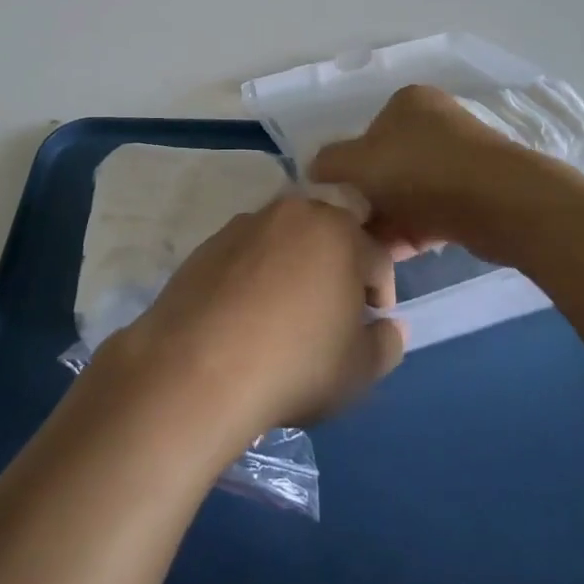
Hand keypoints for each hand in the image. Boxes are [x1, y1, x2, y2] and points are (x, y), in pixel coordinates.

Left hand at [100, 197, 405, 441]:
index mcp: (338, 231)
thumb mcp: (359, 371)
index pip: (376, 255)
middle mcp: (293, 213)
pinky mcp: (209, 243)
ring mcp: (245, 224)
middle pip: (329, 230)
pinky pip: (247, 252)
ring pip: (286, 236)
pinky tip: (247, 312)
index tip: (370, 324)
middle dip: (340, 261)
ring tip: (286, 309)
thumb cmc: (295, 365)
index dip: (380, 292)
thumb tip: (385, 326)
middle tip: (333, 305)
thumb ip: (386, 344)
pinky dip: (256, 272)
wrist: (198, 368)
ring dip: (296, 262)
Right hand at [308, 85, 517, 254]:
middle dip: (371, 199)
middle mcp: (436, 123)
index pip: (367, 133)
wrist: (497, 202)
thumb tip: (315, 169)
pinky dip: (415, 230)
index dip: (351, 168)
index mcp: (408, 102)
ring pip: (410, 192)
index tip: (343, 199)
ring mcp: (461, 157)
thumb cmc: (419, 169)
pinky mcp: (478, 191)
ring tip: (373, 247)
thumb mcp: (358, 162)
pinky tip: (398, 253)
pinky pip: (434, 210)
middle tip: (355, 228)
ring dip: (390, 219)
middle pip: (388, 165)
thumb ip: (329, 162)